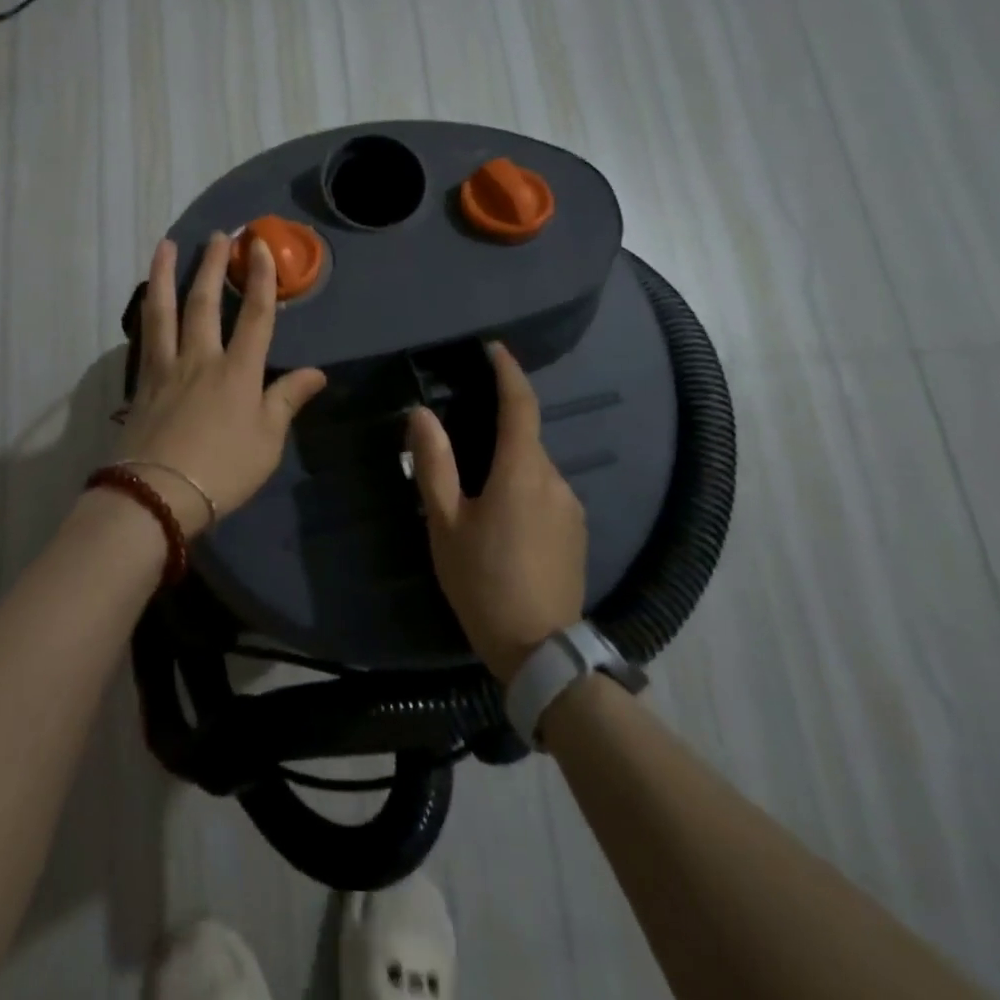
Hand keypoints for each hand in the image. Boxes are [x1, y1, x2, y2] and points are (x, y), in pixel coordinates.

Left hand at [117, 233, 327, 536]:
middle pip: (206, 302)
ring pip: (165, 310)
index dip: (262, 278)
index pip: (257, 315)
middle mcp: (201, 359)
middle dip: (214, 265)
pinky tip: (147, 299)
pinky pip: (146, 336)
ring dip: (167, 274)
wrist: (158, 494)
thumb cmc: (223, 470)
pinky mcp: (142, 382)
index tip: (260, 246)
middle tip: (219, 235)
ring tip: (166, 245)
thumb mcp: (267, 441)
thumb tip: (317, 373)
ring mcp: (167, 368)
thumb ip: (287, 400)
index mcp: (238, 372)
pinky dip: (148, 311)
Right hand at [406, 342, 585, 681]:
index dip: (508, 371)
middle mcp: (554, 478)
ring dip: (508, 464)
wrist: (540, 650)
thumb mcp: (445, 523)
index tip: (493, 348)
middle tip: (460, 436)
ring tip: (475, 491)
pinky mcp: (577, 530)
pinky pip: (546, 492)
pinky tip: (501, 520)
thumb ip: (433, 464)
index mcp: (521, 471)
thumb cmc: (482, 581)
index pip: (520, 404)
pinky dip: (523, 487)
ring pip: (534, 467)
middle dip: (498, 425)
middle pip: (525, 436)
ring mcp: (571, 505)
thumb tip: (422, 414)